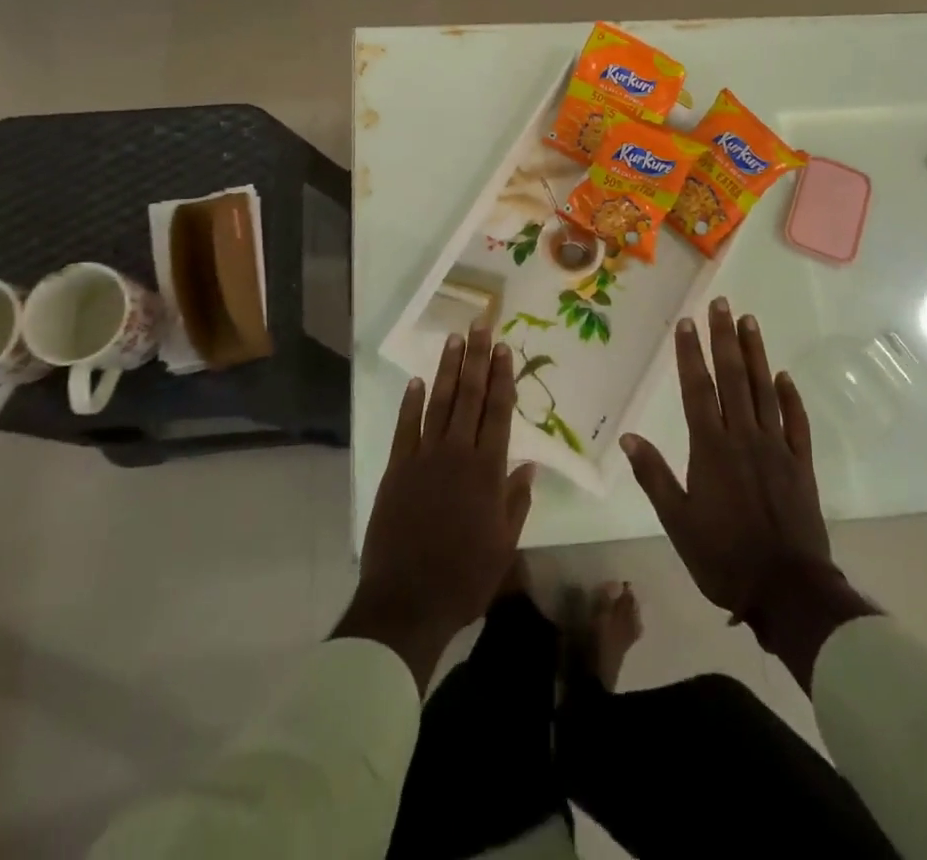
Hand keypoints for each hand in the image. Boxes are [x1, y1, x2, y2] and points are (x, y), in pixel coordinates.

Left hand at [334, 329, 534, 686]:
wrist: (407, 601)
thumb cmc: (464, 577)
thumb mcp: (504, 545)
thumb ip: (516, 500)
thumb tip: (529, 464)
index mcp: (487, 471)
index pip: (498, 412)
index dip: (502, 378)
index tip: (505, 349)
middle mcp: (456, 454)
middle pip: (470, 397)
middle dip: (477, 359)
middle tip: (481, 326)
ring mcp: (423, 458)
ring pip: (439, 403)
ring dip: (448, 370)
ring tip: (454, 340)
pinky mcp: (396, 469)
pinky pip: (405, 427)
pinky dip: (411, 403)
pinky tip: (417, 381)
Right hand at [621, 299, 874, 687]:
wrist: (788, 590)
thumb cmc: (724, 557)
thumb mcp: (677, 522)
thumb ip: (653, 476)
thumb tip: (629, 436)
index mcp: (711, 448)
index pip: (698, 389)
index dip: (690, 354)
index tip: (687, 323)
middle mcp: (744, 437)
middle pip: (733, 378)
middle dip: (724, 338)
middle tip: (721, 304)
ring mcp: (777, 448)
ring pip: (765, 390)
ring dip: (756, 354)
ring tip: (749, 321)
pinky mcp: (801, 465)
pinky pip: (796, 422)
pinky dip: (791, 397)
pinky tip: (784, 376)